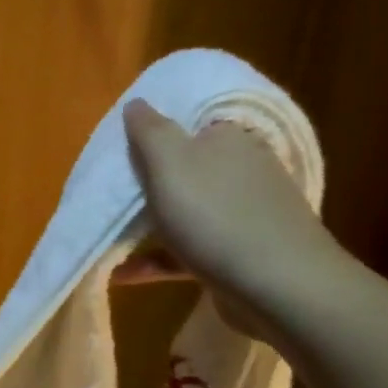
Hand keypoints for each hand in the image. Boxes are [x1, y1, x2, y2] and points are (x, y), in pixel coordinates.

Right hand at [122, 98, 337, 336]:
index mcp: (227, 138)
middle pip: (186, 169)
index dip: (152, 134)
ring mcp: (244, 214)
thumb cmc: (215, 215)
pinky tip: (125, 275)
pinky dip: (159, 260)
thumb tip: (137, 102)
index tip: (119, 152)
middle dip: (149, 184)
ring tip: (111, 239)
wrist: (277, 285)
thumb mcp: (170, 163)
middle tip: (110, 197)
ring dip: (148, 226)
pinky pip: (190, 251)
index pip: (188, 123)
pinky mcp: (240, 255)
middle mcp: (241, 169)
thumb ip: (149, 131)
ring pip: (187, 212)